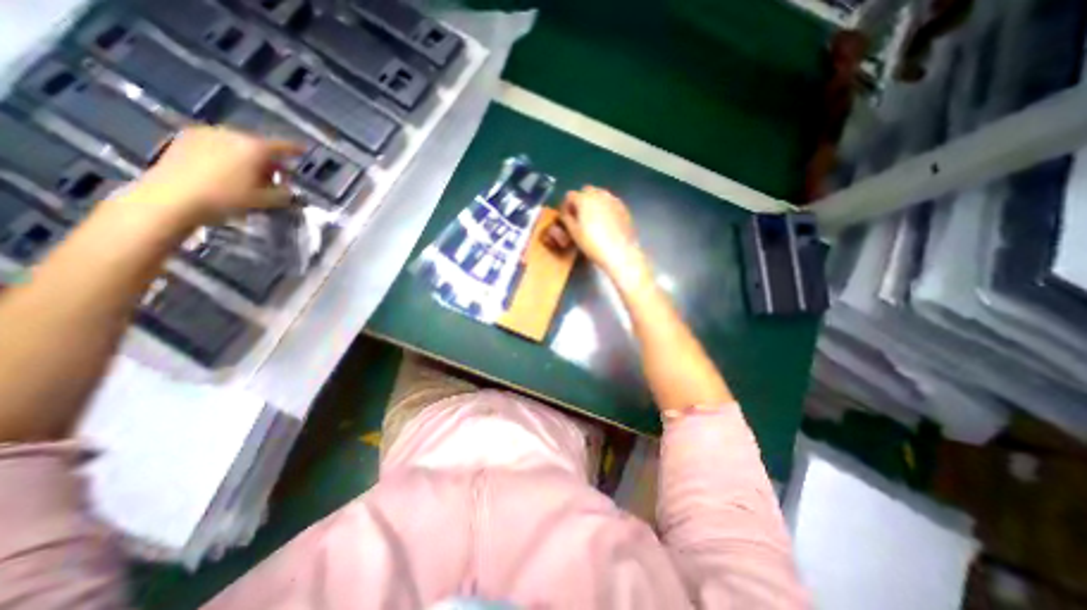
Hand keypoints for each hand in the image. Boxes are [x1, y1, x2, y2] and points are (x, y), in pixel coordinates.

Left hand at [116, 125, 302, 227]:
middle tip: (273, 176)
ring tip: (248, 175)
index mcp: (255, 147)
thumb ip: (284, 193)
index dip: (296, 150)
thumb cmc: (228, 199)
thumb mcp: (267, 201)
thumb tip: (288, 188)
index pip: (284, 146)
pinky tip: (226, 171)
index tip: (303, 151)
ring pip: (237, 144)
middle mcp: (232, 134)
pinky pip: (217, 145)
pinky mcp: (184, 139)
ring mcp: (205, 133)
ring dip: (246, 158)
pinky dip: (227, 156)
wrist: (172, 198)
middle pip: (258, 145)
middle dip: (268, 159)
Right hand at [560, 185, 642, 276]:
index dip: (566, 206)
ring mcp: (613, 199)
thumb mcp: (574, 233)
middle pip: (586, 191)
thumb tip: (566, 213)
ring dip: (594, 203)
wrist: (620, 252)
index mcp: (584, 199)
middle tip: (579, 217)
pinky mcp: (623, 207)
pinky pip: (610, 203)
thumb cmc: (593, 244)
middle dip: (581, 201)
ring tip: (593, 220)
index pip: (570, 196)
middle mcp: (599, 194)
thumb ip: (567, 218)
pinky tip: (605, 223)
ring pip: (600, 195)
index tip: (566, 217)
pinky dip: (605, 208)